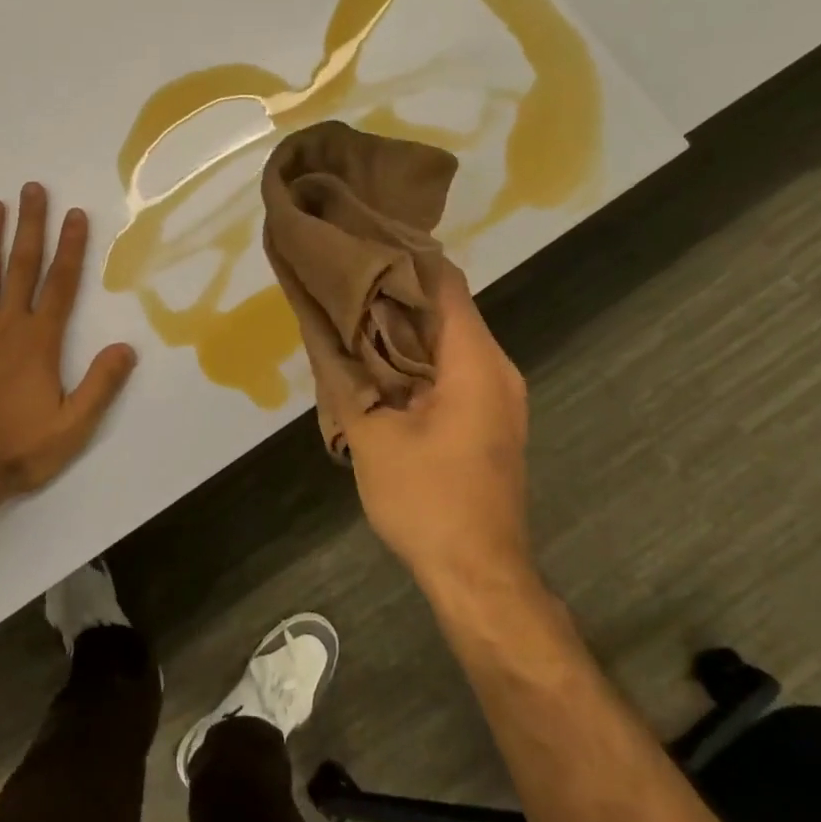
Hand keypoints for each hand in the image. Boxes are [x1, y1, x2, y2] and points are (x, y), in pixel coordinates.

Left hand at [0, 183, 137, 504]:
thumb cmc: (19, 449)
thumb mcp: (72, 426)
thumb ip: (100, 385)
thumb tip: (127, 348)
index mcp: (39, 341)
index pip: (61, 284)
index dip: (71, 247)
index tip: (75, 214)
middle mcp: (6, 326)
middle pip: (21, 267)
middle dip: (30, 226)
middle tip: (31, 189)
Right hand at [331, 262, 533, 598]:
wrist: (478, 575)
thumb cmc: (427, 500)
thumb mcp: (371, 435)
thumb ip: (346, 379)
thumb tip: (322, 335)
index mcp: (474, 363)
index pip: (444, 284)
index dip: (404, 259)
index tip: (360, 246)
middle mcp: (496, 369)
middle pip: (446, 309)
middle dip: (395, 293)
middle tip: (342, 282)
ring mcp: (498, 396)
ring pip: (448, 340)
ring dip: (403, 328)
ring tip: (350, 316)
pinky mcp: (490, 420)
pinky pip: (452, 369)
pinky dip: (416, 358)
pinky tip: (376, 364)